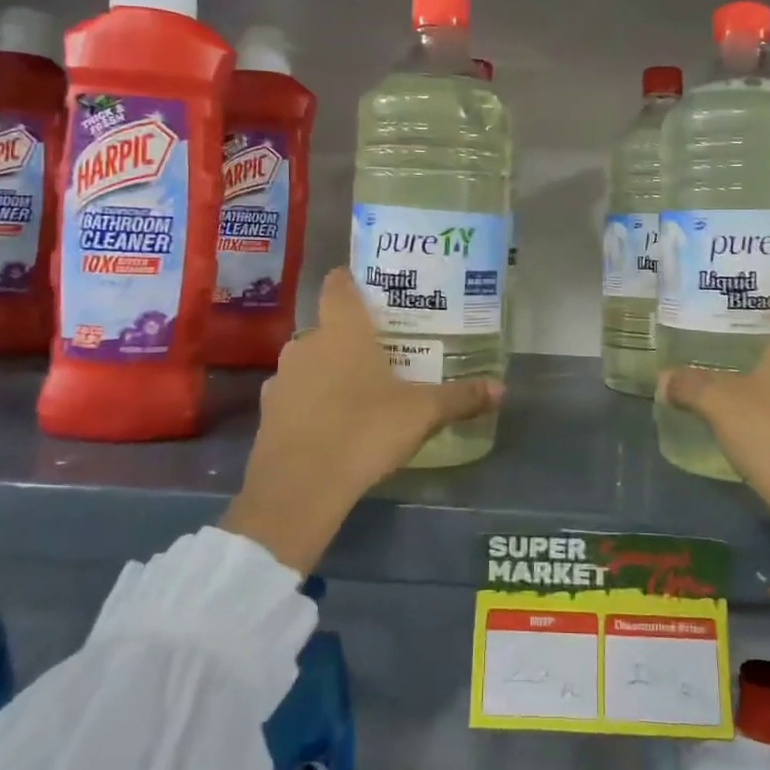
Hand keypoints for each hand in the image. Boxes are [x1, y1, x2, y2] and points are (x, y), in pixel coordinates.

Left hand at [221, 268, 502, 572]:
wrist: (299, 489)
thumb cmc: (364, 431)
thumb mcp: (422, 414)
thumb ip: (460, 398)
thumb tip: (502, 388)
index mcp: (342, 330)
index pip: (338, 284)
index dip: (351, 280)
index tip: (371, 288)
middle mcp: (306, 344)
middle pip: (327, 326)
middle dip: (350, 335)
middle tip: (381, 349)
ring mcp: (282, 378)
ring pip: (309, 361)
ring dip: (329, 369)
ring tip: (358, 388)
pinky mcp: (268, 412)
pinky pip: (295, 394)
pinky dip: (311, 400)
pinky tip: (331, 422)